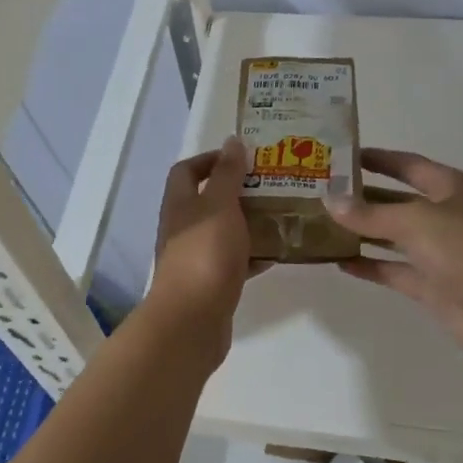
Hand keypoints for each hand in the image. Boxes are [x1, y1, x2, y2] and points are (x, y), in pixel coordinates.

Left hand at [148, 138, 261, 358]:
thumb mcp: (219, 205)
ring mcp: (196, 258)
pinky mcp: (211, 283)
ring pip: (224, 231)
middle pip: (208, 201)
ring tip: (282, 214)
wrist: (192, 320)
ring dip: (249, 222)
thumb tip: (232, 141)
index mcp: (180, 204)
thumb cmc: (205, 254)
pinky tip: (278, 253)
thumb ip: (227, 174)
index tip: (243, 157)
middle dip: (239, 190)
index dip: (210, 159)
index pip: (187, 170)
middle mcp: (183, 228)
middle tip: (274, 183)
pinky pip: (234, 261)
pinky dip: (254, 255)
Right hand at [326, 148, 462, 369]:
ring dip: (361, 231)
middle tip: (320, 193)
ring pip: (391, 236)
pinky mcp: (430, 284)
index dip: (376, 159)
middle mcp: (443, 214)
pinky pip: (392, 269)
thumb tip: (329, 201)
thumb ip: (370, 213)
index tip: (340, 155)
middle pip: (395, 200)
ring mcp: (437, 251)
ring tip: (321, 225)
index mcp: (448, 187)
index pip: (406, 164)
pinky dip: (368, 265)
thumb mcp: (415, 221)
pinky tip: (338, 261)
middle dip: (361, 197)